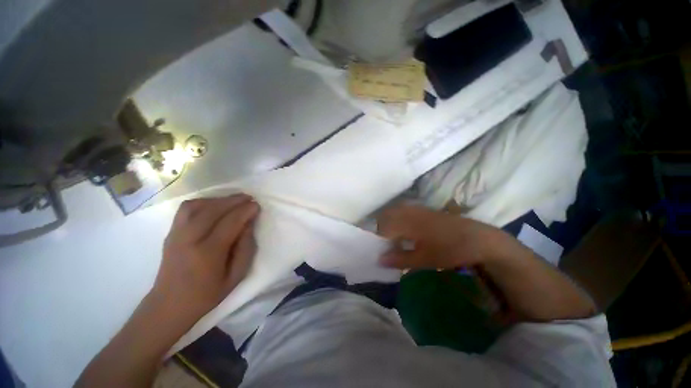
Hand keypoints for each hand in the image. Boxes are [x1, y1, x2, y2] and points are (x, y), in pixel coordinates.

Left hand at [152, 194, 259, 319]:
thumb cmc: (207, 294)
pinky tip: (214, 205)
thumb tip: (248, 224)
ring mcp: (176, 234)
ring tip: (233, 201)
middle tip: (248, 198)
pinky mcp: (171, 233)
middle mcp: (189, 239)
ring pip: (197, 205)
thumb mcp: (236, 276)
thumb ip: (246, 248)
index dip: (245, 211)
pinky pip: (186, 209)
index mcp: (208, 253)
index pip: (230, 222)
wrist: (169, 305)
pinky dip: (203, 202)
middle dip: (234, 200)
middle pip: (213, 210)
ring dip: (218, 199)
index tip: (256, 205)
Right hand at [376, 204, 515, 269]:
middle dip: (381, 228)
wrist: (479, 239)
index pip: (383, 227)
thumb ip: (400, 259)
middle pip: (387, 215)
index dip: (378, 239)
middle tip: (385, 244)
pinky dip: (400, 219)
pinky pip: (405, 211)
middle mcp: (410, 212)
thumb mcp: (424, 259)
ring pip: (396, 212)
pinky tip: (407, 232)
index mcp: (408, 223)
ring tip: (394, 239)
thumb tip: (379, 260)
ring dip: (391, 223)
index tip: (380, 250)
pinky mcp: (426, 210)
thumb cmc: (450, 250)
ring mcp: (418, 209)